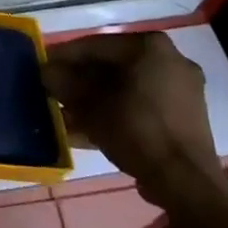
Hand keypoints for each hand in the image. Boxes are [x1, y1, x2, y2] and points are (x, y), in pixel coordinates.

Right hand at [41, 32, 226, 211]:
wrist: (185, 183)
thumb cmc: (136, 130)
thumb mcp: (90, 106)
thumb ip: (65, 84)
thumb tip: (46, 73)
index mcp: (150, 46)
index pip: (96, 45)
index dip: (64, 56)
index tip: (42, 66)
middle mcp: (170, 60)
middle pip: (112, 66)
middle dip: (80, 80)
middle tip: (54, 91)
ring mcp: (181, 90)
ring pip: (126, 88)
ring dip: (95, 100)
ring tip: (66, 114)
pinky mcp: (185, 117)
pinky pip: (142, 106)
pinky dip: (116, 113)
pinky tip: (88, 130)